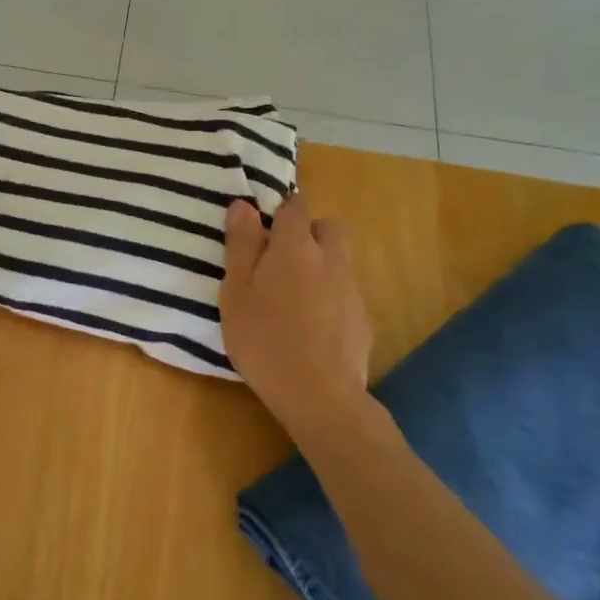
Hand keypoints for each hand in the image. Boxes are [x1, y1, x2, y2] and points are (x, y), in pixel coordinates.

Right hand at [220, 196, 371, 428]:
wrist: (319, 394)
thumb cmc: (264, 339)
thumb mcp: (236, 291)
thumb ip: (241, 245)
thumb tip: (243, 205)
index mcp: (295, 247)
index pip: (295, 207)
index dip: (280, 211)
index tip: (263, 228)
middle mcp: (330, 259)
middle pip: (327, 228)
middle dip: (308, 233)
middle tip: (280, 260)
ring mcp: (352, 290)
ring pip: (339, 261)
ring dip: (320, 265)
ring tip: (294, 298)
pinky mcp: (363, 320)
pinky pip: (346, 293)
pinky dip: (331, 298)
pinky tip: (312, 327)